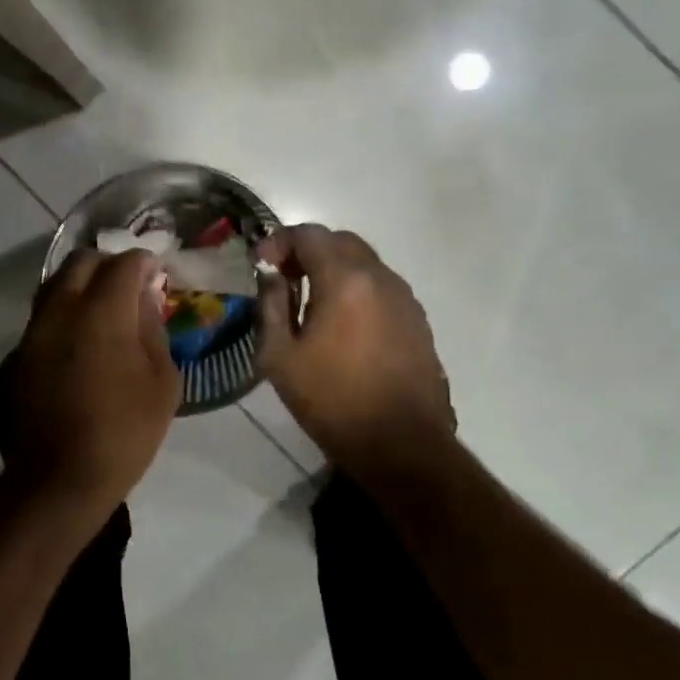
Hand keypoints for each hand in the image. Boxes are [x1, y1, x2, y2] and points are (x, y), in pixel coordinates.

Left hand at [0, 249, 180, 521]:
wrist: (56, 481)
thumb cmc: (123, 432)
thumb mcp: (162, 383)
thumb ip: (153, 330)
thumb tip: (144, 300)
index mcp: (101, 311)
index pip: (123, 263)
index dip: (143, 261)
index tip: (155, 271)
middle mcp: (59, 310)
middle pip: (80, 262)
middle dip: (107, 264)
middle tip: (127, 284)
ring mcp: (30, 334)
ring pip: (53, 288)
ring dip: (79, 288)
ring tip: (100, 311)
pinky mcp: (13, 359)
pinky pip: (40, 324)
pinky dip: (61, 322)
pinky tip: (74, 350)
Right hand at [256, 225, 453, 472]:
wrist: (402, 444)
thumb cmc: (332, 401)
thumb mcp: (279, 357)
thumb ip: (270, 306)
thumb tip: (271, 276)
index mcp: (345, 280)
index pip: (309, 235)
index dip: (279, 241)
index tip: (261, 264)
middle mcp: (380, 278)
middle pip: (340, 242)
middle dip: (307, 250)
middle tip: (283, 276)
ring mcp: (405, 298)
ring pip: (364, 263)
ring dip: (333, 269)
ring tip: (309, 301)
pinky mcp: (418, 321)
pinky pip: (380, 288)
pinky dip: (355, 289)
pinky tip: (341, 323)